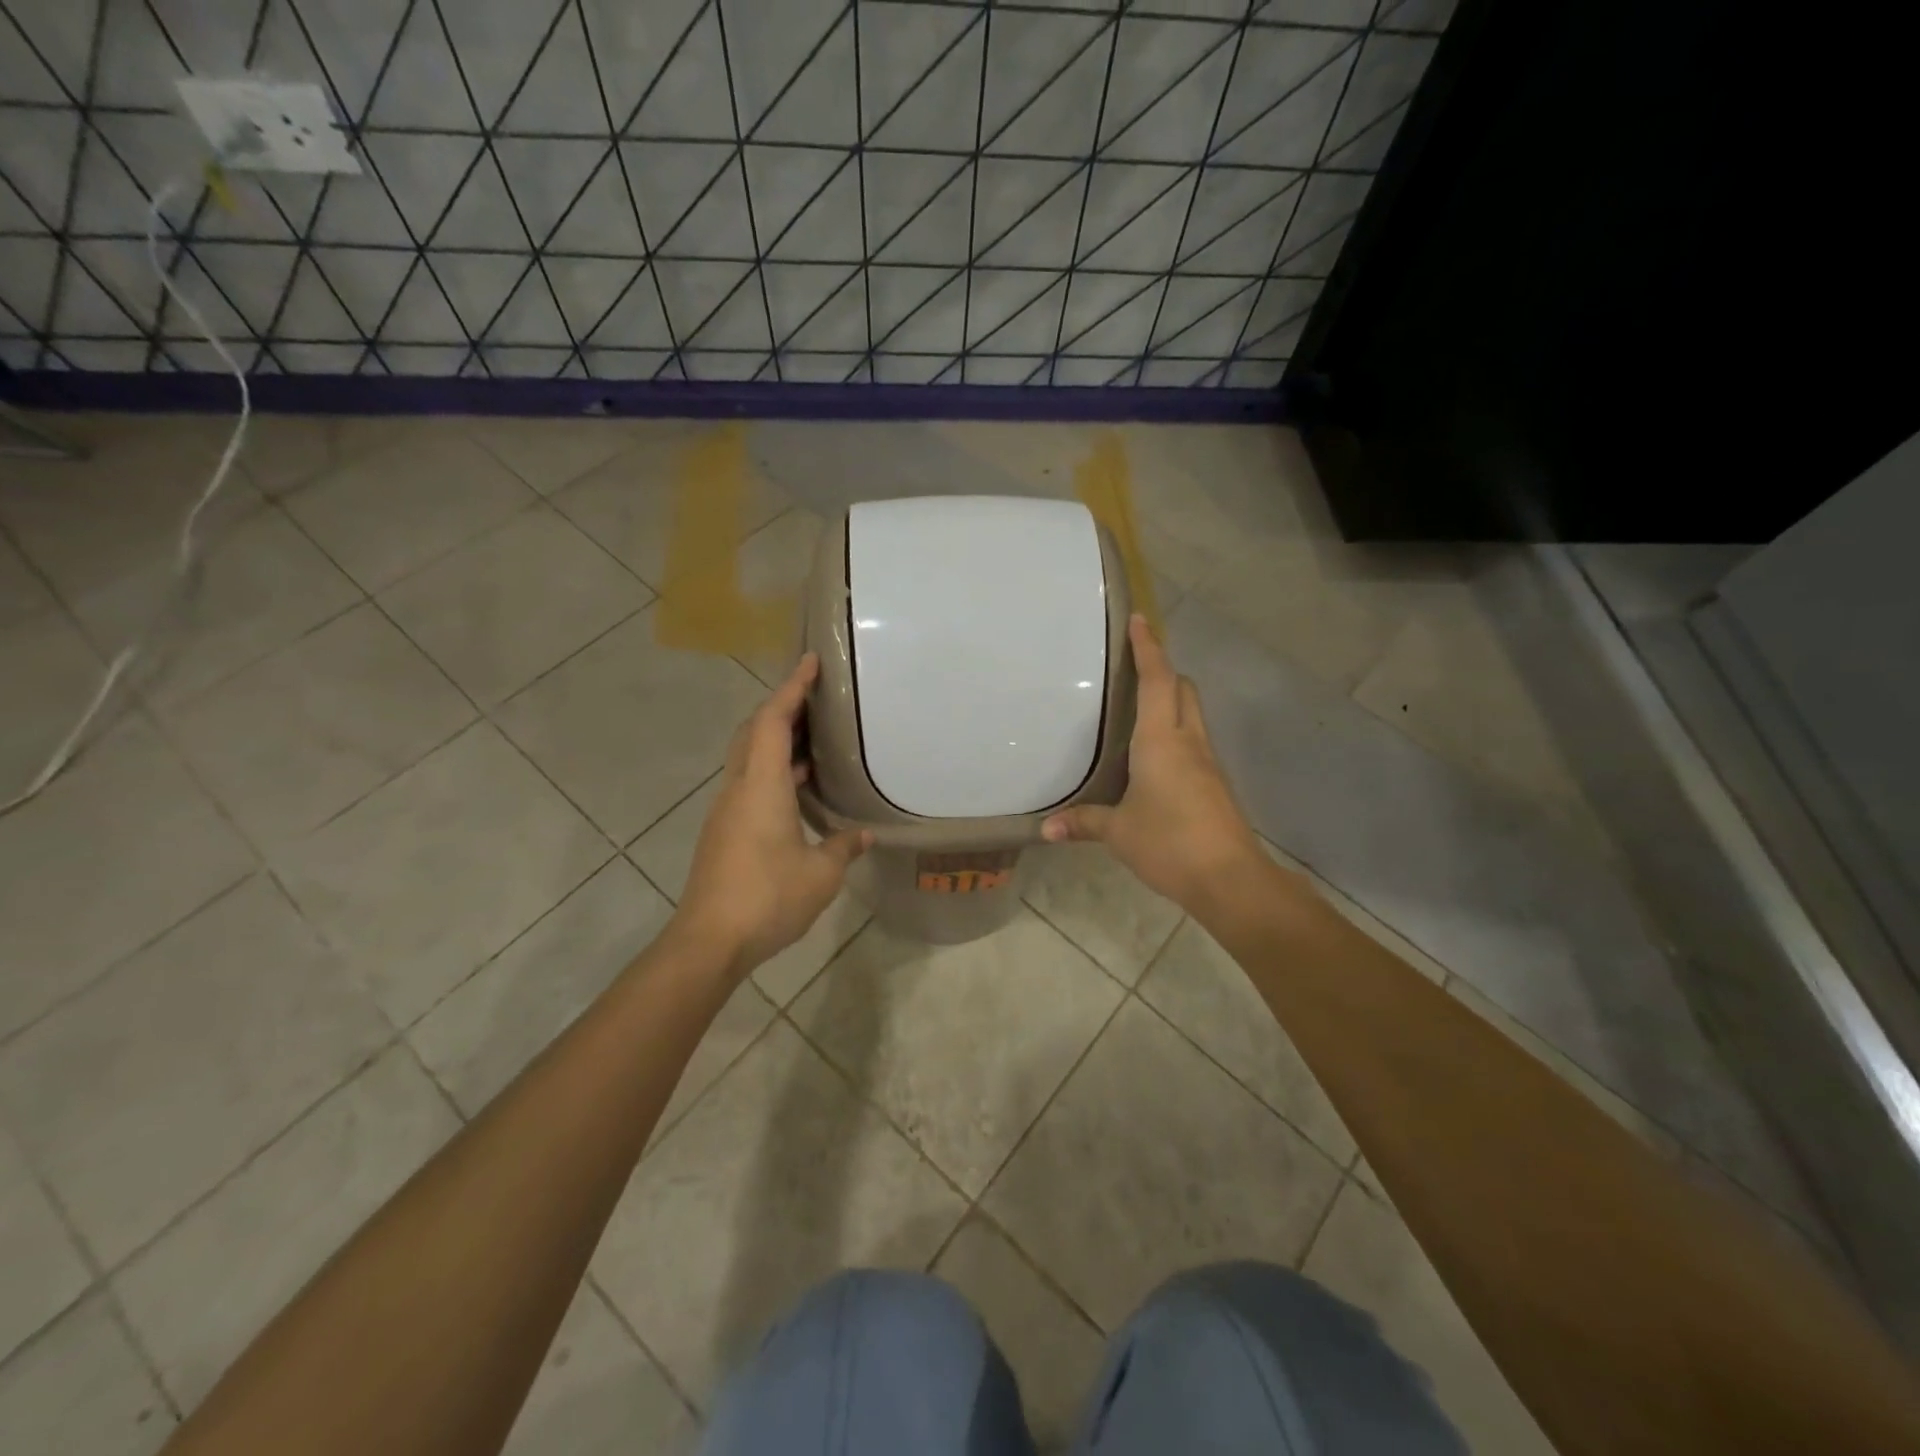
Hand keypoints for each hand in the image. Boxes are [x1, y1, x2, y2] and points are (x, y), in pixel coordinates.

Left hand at [674, 654, 870, 976]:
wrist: (708, 940)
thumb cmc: (767, 898)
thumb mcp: (820, 874)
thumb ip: (843, 847)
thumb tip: (863, 835)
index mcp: (761, 786)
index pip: (773, 721)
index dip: (792, 688)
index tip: (811, 662)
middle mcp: (738, 788)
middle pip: (754, 731)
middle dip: (783, 707)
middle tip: (817, 698)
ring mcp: (727, 810)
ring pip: (749, 757)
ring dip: (777, 740)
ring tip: (815, 739)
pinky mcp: (724, 831)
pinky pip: (749, 782)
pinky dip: (772, 769)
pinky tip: (798, 788)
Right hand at [1042, 614, 1268, 911]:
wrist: (1230, 878)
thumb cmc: (1169, 842)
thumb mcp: (1118, 832)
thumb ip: (1083, 823)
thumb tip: (1045, 829)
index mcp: (1161, 740)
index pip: (1157, 681)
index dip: (1149, 649)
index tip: (1140, 620)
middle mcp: (1188, 742)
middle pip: (1183, 689)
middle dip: (1164, 670)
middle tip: (1134, 668)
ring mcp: (1207, 762)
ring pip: (1192, 714)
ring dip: (1172, 700)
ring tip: (1139, 709)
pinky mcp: (1215, 783)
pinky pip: (1194, 741)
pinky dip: (1176, 732)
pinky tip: (1154, 756)